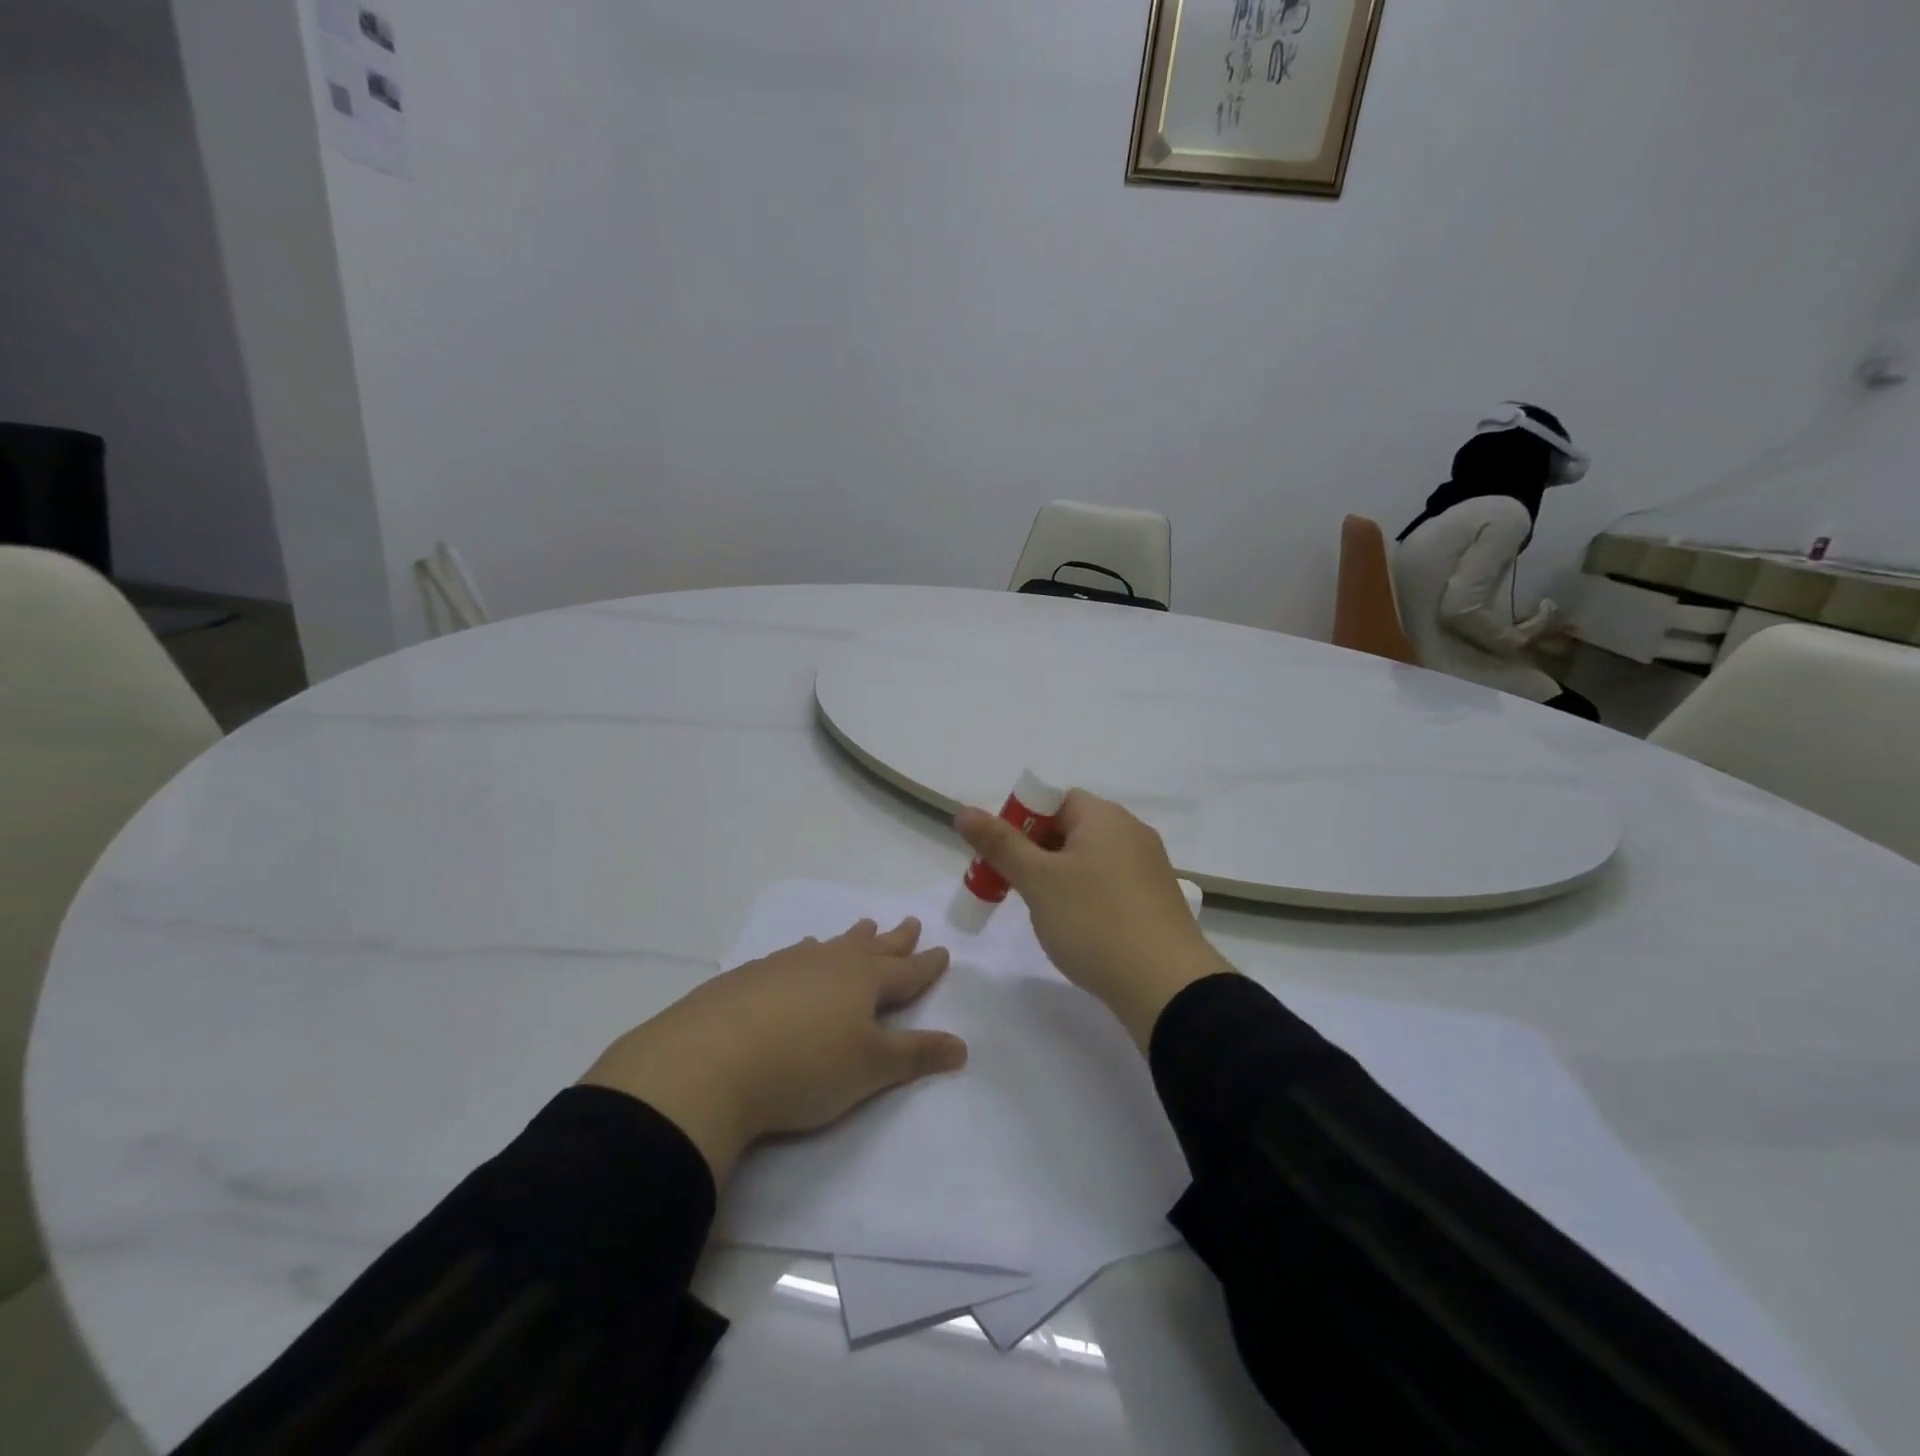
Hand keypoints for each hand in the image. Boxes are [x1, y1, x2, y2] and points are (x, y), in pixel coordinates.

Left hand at [580, 918, 966, 1184]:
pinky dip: (806, 955)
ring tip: (860, 929)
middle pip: (870, 947)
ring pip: (828, 946)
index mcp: (863, 981)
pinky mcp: (747, 978)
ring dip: (849, 939)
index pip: (905, 971)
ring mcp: (785, 965)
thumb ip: (916, 1055)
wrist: (708, 1062)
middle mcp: (827, 963)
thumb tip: (962, 1045)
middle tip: (909, 923)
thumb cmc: (804, 1067)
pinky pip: (791, 957)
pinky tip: (796, 958)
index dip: (926, 965)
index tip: (942, 950)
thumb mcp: (870, 1069)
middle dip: (893, 939)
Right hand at [955, 790, 1233, 1050]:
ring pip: (1088, 860)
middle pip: (1070, 829)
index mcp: (1104, 816)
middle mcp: (1131, 832)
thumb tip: (965, 811)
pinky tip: (1078, 930)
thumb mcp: (1038, 880)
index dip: (1021, 822)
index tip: (1002, 858)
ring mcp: (1148, 868)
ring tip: (1044, 914)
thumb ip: (1000, 844)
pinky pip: (1109, 885)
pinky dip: (1086, 898)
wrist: (1166, 987)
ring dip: (1058, 879)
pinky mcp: (1155, 901)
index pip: (1053, 800)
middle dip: (1035, 854)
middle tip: (1013, 888)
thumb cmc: (1094, 921)